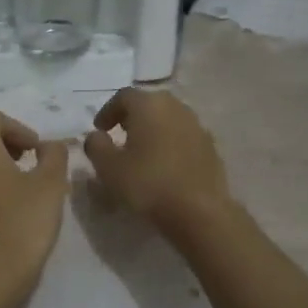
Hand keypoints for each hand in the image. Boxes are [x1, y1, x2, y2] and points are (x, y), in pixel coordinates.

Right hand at [83, 88, 233, 236]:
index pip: (123, 96)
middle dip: (131, 117)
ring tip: (141, 151)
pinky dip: (170, 143)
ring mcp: (197, 126)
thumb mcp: (109, 167)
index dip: (108, 111)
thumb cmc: (148, 184)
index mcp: (149, 105)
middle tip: (119, 135)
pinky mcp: (210, 146)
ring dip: (152, 129)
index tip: (99, 129)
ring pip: (168, 119)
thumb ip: (96, 146)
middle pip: (149, 104)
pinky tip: (164, 165)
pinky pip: (183, 137)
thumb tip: (96, 136)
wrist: (199, 211)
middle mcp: (176, 107)